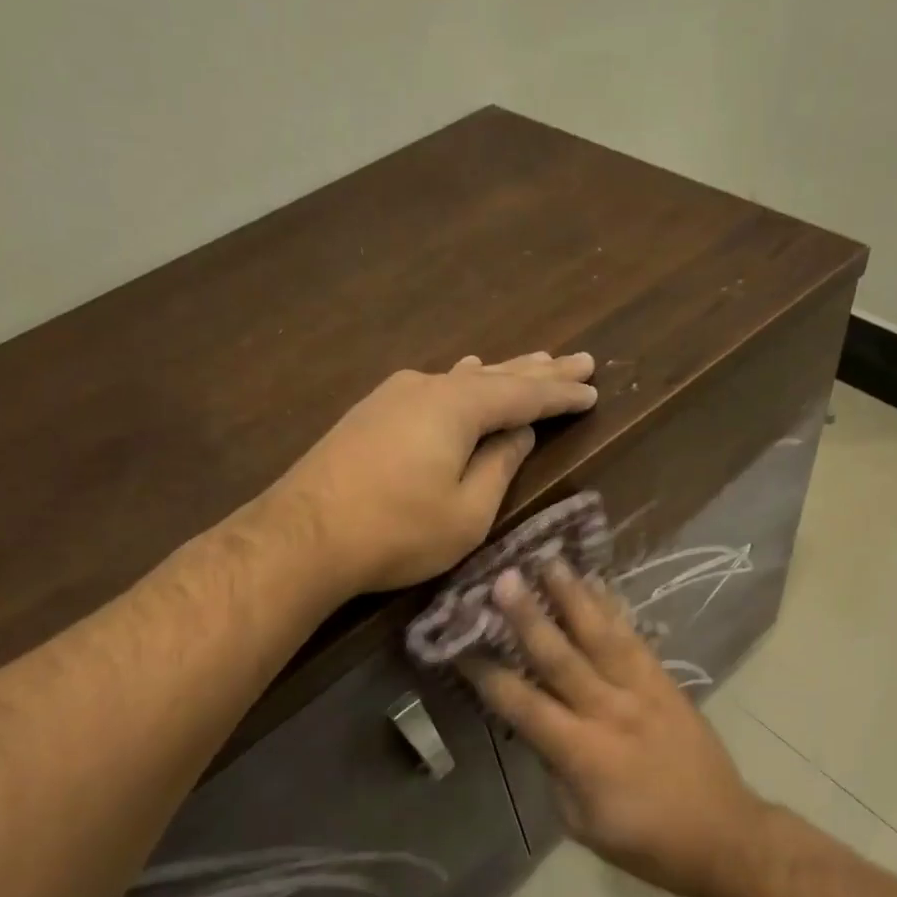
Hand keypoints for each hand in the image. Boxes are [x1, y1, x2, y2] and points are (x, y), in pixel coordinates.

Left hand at [271, 353, 596, 594]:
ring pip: (463, 379)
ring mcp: (394, 396)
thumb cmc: (397, 531)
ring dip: (502, 373)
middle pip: (497, 376)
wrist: (303, 536)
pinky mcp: (372, 414)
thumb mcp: (467, 512)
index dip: (561, 396)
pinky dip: (463, 383)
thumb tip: (518, 433)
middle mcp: (428, 388)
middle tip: (580, 360)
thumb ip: (499, 467)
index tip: (593, 389)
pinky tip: (465, 372)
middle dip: (541, 372)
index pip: (525, 396)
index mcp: (459, 408)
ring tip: (534, 361)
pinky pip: (434, 388)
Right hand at [467, 559, 768, 896]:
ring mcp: (642, 691)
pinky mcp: (665, 682)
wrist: (722, 834)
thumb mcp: (581, 822)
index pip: (524, 706)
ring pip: (600, 635)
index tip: (460, 647)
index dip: (488, 676)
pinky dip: (613, 608)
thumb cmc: (645, 841)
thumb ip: (554, 769)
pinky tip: (598, 584)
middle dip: (528, 616)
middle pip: (561, 657)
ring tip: (550, 560)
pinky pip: (635, 638)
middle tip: (502, 578)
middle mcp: (609, 711)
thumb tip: (535, 728)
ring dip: (572, 596)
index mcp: (582, 753)